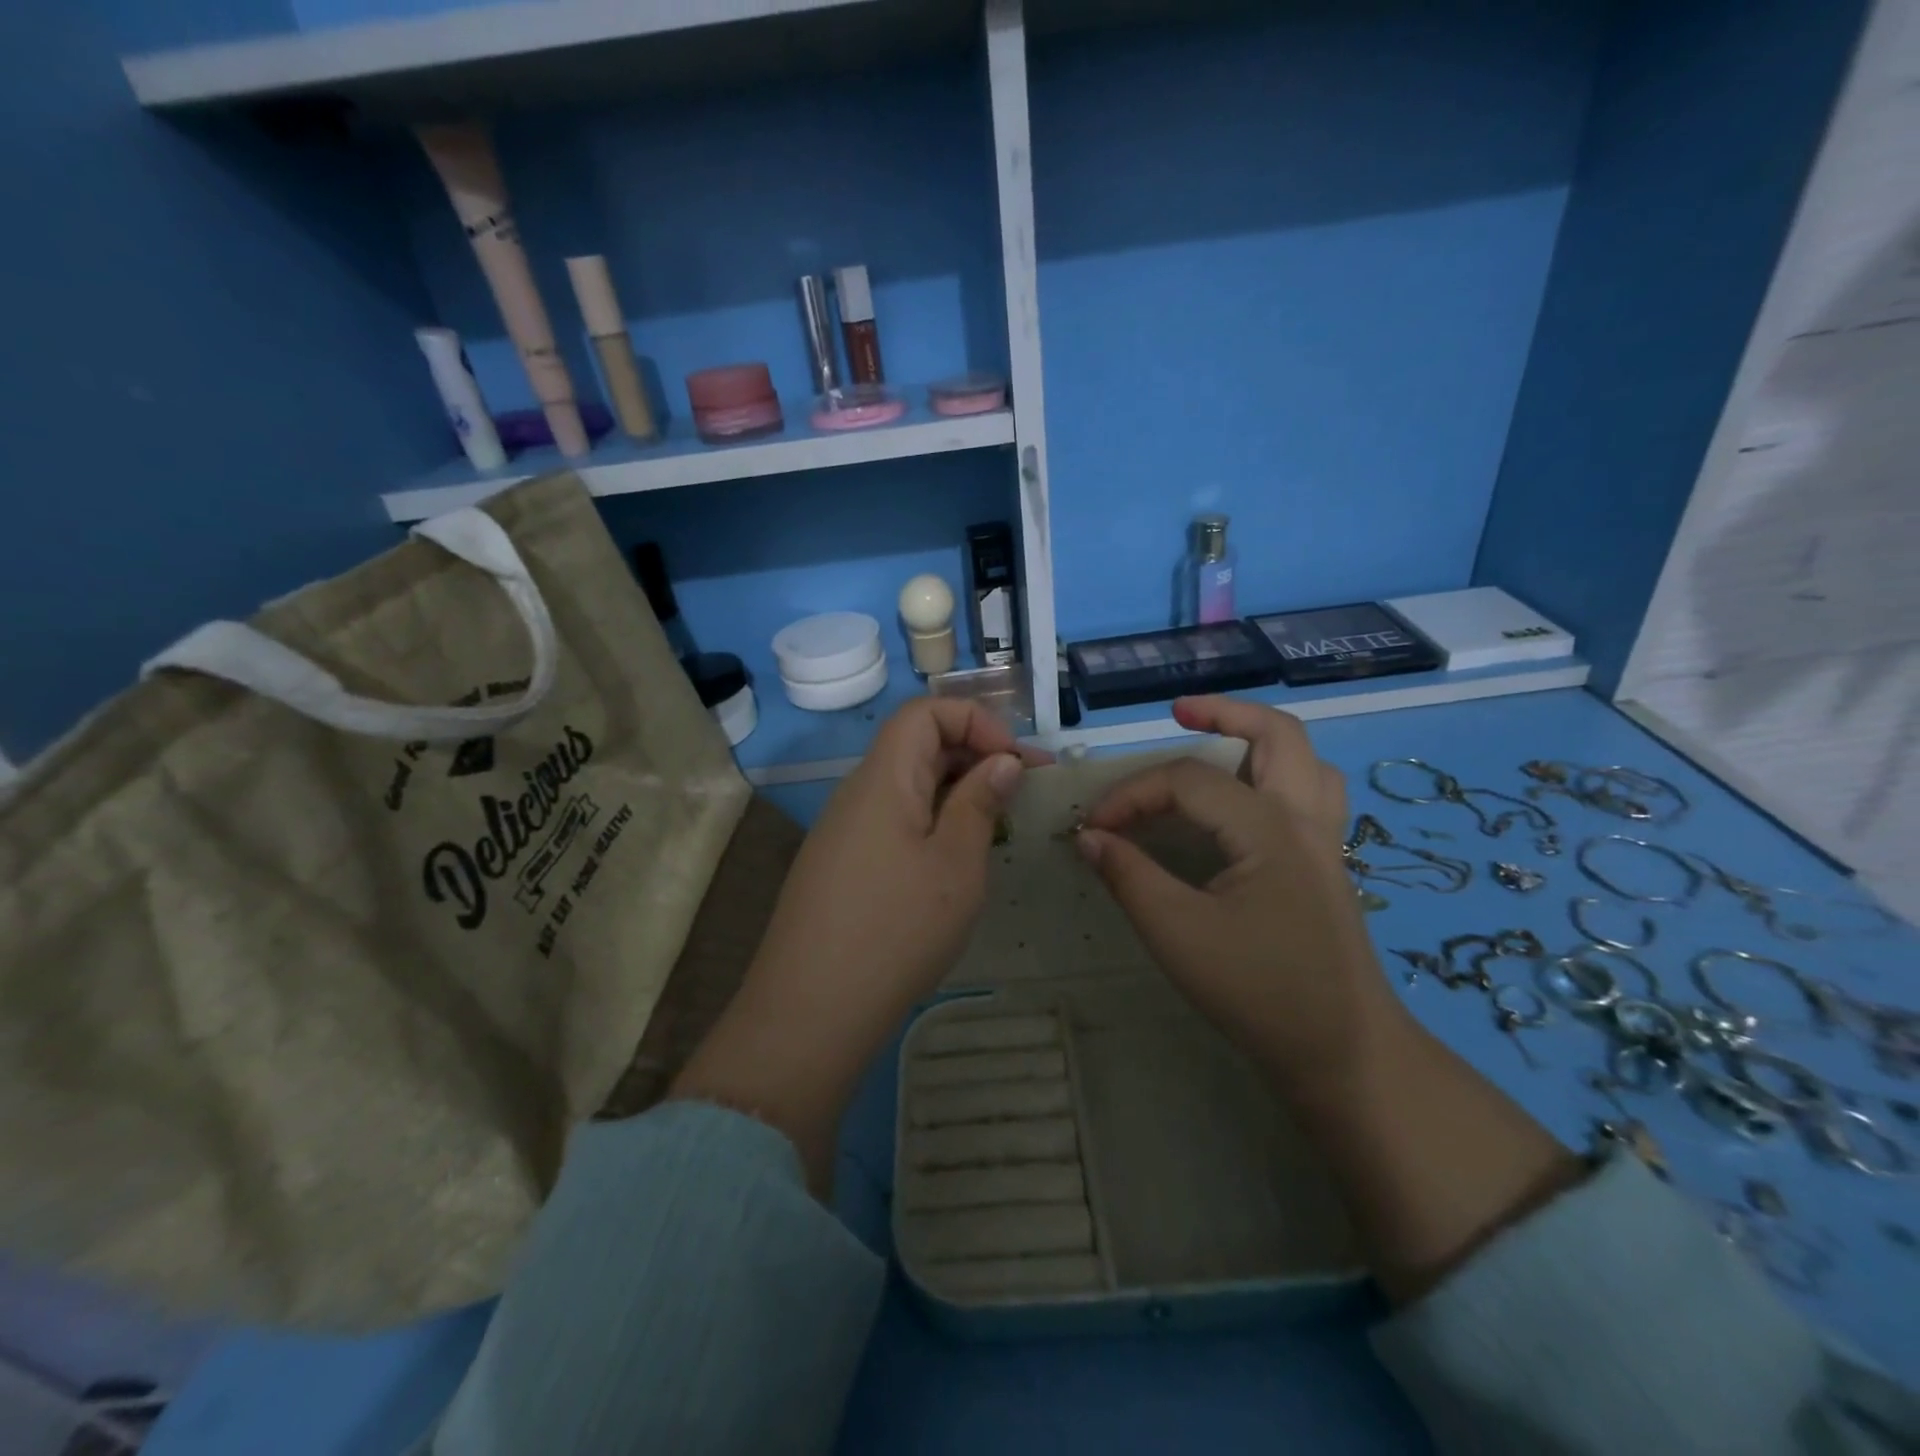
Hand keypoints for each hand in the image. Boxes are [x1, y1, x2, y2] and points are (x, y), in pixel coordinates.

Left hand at [753, 697, 1037, 1019]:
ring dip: (956, 793)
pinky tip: (954, 863)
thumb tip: (1002, 760)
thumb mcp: (955, 864)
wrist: (811, 1011)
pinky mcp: (842, 864)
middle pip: (916, 745)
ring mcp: (844, 830)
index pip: (924, 712)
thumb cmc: (895, 930)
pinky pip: (893, 821)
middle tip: (1023, 793)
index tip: (1014, 763)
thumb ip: (980, 803)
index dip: (975, 721)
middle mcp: (857, 793)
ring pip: (907, 786)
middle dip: (974, 755)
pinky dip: (931, 823)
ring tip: (997, 829)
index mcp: (882, 778)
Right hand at [1075, 696, 1404, 1092]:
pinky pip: (1313, 793)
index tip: (1092, 827)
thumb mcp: (1176, 933)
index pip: (1186, 782)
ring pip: (1305, 759)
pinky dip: (1281, 774)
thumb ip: (1128, 876)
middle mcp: (1304, 818)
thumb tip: (1088, 836)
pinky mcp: (1329, 864)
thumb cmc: (1258, 991)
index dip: (1131, 795)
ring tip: (1217, 741)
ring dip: (1261, 737)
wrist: (1343, 1052)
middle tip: (1176, 712)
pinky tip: (1251, 799)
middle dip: (1224, 713)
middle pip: (1276, 733)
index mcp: (1268, 827)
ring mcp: (1325, 840)